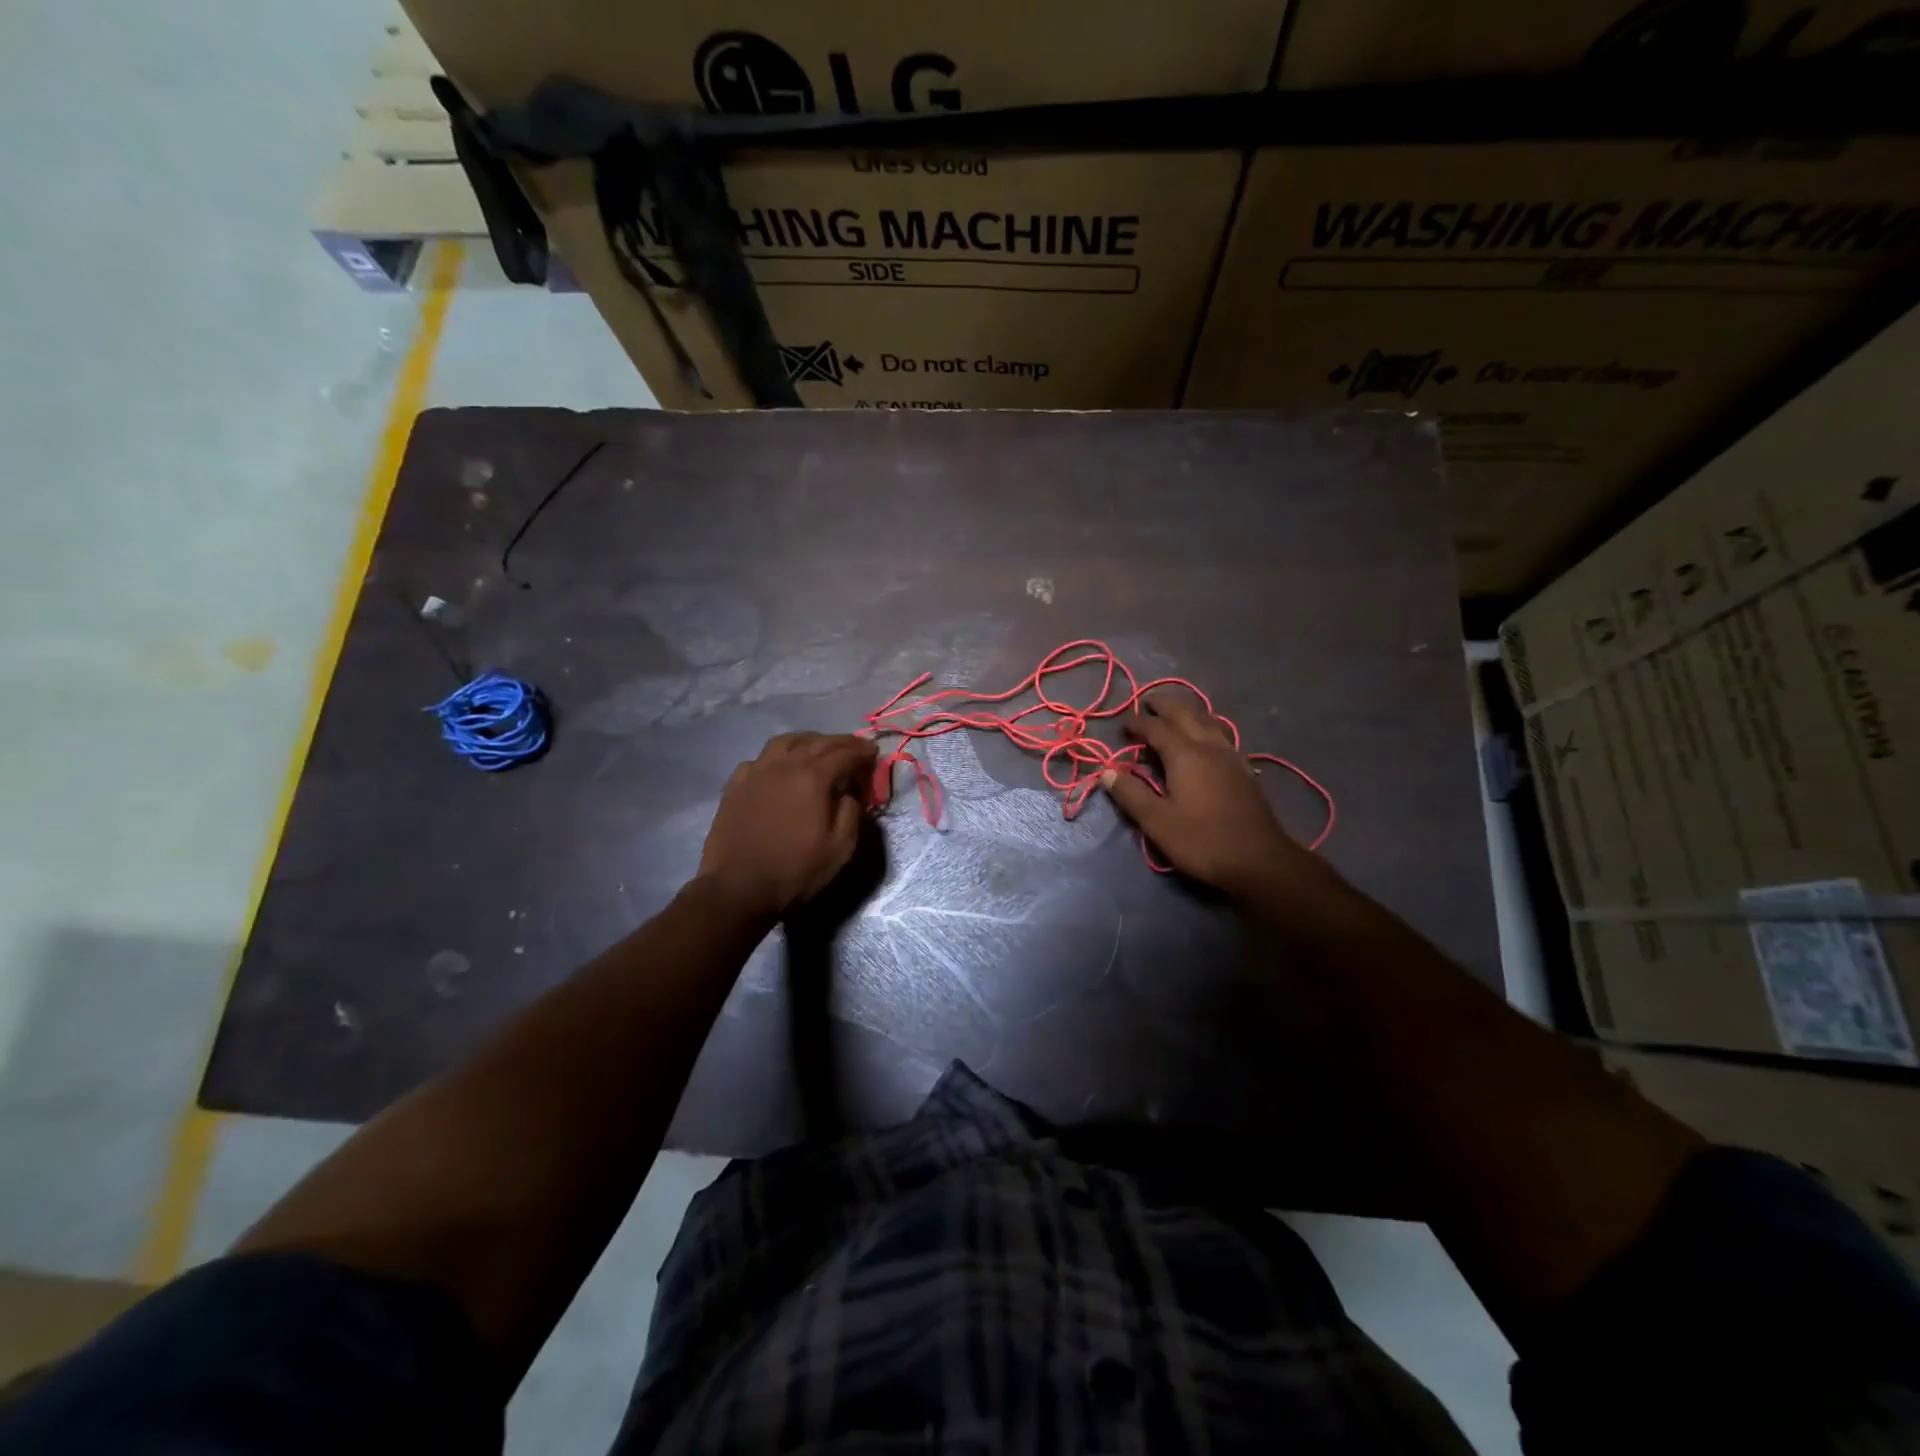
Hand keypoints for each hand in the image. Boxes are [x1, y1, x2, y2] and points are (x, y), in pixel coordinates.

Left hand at [698, 733, 878, 920]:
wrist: (738, 888)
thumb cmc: (795, 870)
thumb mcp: (840, 848)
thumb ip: (851, 812)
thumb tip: (850, 792)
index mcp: (812, 777)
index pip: (844, 752)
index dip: (862, 750)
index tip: (873, 752)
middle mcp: (784, 765)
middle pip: (816, 742)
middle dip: (839, 742)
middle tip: (853, 748)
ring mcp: (756, 772)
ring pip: (785, 742)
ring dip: (807, 741)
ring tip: (818, 750)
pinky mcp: (736, 785)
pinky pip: (760, 759)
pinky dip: (778, 757)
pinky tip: (780, 769)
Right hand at [1100, 690, 1305, 895]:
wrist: (1260, 860)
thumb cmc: (1202, 841)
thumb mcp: (1157, 822)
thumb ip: (1131, 794)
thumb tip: (1107, 772)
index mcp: (1185, 755)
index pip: (1156, 728)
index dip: (1137, 723)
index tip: (1122, 725)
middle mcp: (1209, 747)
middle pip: (1186, 714)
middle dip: (1165, 705)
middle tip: (1147, 701)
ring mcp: (1231, 756)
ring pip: (1207, 720)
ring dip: (1187, 711)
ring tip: (1174, 712)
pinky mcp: (1243, 769)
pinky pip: (1220, 734)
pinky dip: (1205, 725)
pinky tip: (1204, 737)